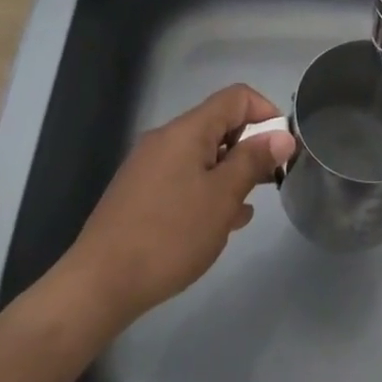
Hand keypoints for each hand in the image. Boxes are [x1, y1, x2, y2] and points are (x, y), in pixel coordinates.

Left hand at [59, 84, 296, 323]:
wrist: (99, 284)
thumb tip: (282, 135)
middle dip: (248, 148)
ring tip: (242, 210)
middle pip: (218, 125)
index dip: (266, 113)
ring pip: (201, 155)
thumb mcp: (222, 197)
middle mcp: (166, 138)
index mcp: (187, 130)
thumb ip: (253, 161)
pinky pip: (183, 177)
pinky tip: (214, 224)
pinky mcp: (139, 192)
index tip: (282, 148)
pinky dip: (204, 190)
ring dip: (227, 174)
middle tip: (266, 184)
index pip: (236, 97)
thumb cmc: (169, 235)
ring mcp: (149, 165)